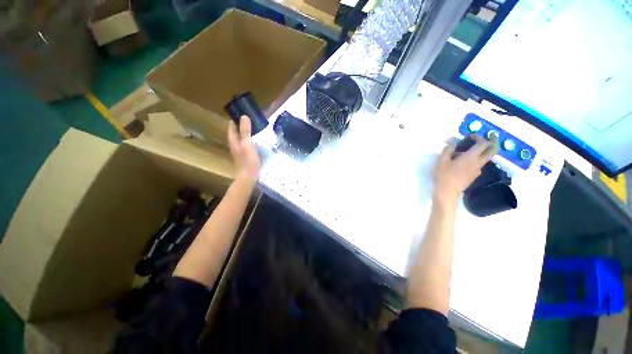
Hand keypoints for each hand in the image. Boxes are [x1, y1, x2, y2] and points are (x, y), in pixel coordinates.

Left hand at [228, 116, 260, 180]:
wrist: (248, 177)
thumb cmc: (248, 160)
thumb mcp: (247, 144)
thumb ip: (245, 131)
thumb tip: (244, 116)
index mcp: (233, 140)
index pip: (232, 126)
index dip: (236, 118)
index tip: (244, 112)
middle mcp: (235, 144)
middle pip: (237, 131)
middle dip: (242, 124)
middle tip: (252, 118)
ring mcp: (240, 150)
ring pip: (242, 137)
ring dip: (247, 132)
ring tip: (256, 127)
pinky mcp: (246, 155)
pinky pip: (247, 143)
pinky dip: (251, 139)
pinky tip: (258, 139)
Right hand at [433, 135, 497, 206]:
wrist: (447, 192)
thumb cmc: (444, 175)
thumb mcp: (442, 160)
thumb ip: (448, 149)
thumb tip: (452, 140)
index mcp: (471, 157)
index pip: (482, 143)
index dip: (479, 137)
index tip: (471, 136)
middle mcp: (478, 162)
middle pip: (493, 150)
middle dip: (494, 141)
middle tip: (491, 135)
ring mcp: (478, 170)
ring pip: (486, 157)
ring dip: (482, 151)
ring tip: (467, 150)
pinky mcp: (474, 175)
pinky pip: (478, 164)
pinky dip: (475, 158)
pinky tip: (463, 160)